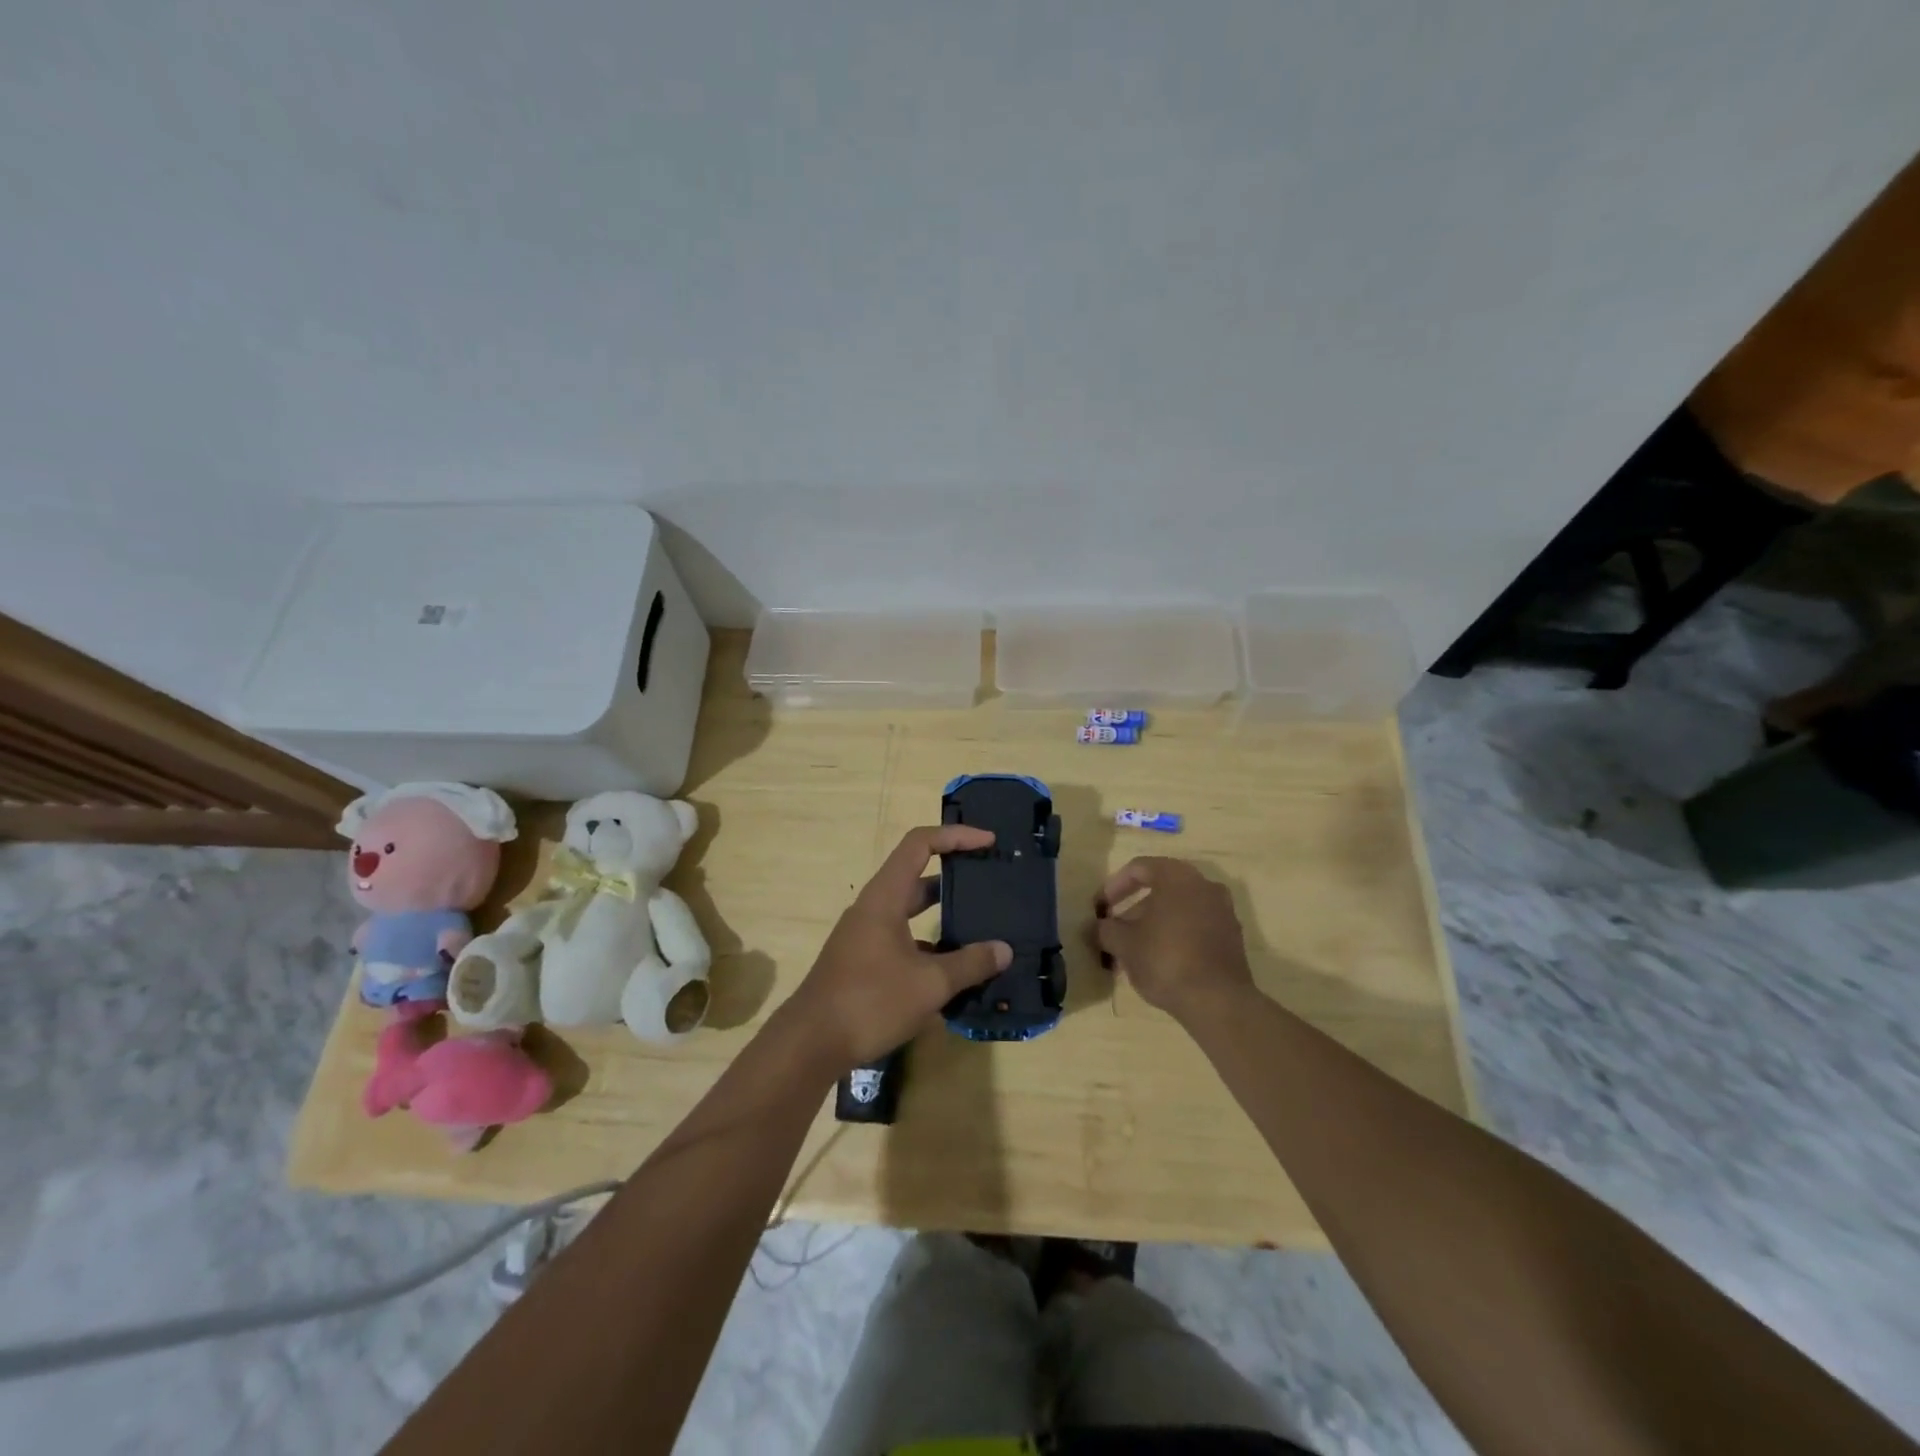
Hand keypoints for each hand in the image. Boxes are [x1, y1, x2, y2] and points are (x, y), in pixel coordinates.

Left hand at [784, 826, 1012, 1070]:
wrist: (810, 1043)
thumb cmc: (870, 1001)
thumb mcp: (930, 984)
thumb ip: (970, 964)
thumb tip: (1004, 950)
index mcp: (885, 897)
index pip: (920, 844)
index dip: (956, 836)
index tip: (989, 842)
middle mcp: (873, 908)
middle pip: (917, 876)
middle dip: (955, 876)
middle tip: (989, 883)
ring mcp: (865, 935)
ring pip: (909, 911)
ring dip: (942, 914)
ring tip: (980, 925)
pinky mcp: (862, 961)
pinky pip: (902, 939)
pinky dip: (928, 945)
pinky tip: (953, 969)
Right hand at [1095, 858, 1256, 1022]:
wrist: (1218, 1001)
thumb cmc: (1165, 959)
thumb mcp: (1124, 944)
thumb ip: (1107, 929)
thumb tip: (1101, 927)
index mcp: (1177, 877)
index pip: (1139, 868)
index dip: (1114, 886)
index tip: (1101, 908)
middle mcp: (1204, 885)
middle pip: (1161, 889)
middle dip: (1134, 910)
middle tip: (1116, 932)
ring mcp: (1223, 911)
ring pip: (1178, 910)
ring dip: (1154, 925)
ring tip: (1134, 953)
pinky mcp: (1232, 938)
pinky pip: (1196, 927)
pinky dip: (1175, 936)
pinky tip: (1160, 962)